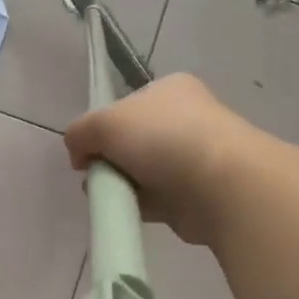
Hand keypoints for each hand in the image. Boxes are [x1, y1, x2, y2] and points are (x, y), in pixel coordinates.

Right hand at [64, 74, 256, 245]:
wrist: (219, 185)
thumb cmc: (162, 138)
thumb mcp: (104, 122)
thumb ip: (80, 133)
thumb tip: (79, 154)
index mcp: (170, 90)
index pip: (125, 105)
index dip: (102, 126)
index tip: (89, 148)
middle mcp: (184, 119)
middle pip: (130, 141)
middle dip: (109, 159)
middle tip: (97, 173)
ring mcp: (192, 157)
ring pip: (140, 171)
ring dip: (121, 184)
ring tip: (112, 194)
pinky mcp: (194, 193)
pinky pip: (154, 199)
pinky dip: (137, 205)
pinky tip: (128, 208)